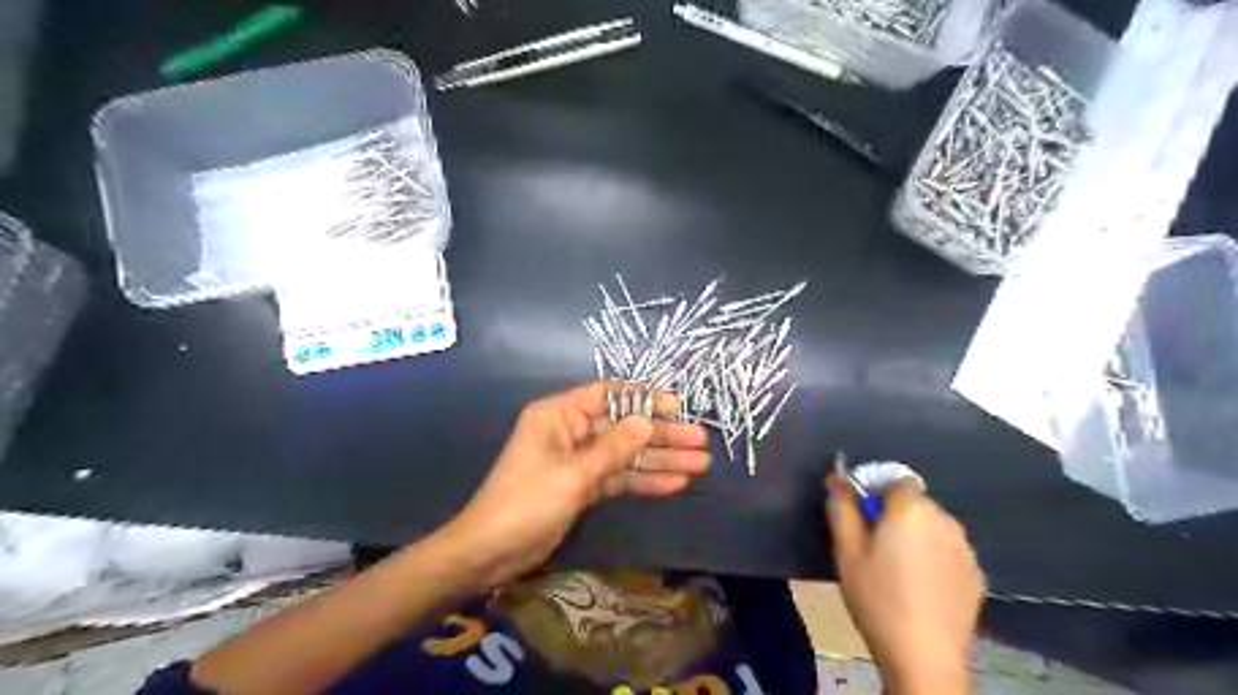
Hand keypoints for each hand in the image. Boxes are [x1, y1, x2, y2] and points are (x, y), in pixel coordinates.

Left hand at [436, 382, 704, 589]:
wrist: (490, 553)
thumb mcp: (573, 474)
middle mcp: (570, 431)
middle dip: (661, 436)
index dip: (644, 399)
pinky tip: (674, 484)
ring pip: (625, 455)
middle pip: (623, 427)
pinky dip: (643, 481)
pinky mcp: (581, 486)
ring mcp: (577, 460)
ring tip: (698, 466)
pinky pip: (617, 478)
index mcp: (559, 415)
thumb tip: (648, 420)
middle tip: (700, 443)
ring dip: (659, 460)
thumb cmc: (526, 503)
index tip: (678, 406)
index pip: (608, 395)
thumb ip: (613, 448)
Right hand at [825, 467, 982, 693]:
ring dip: (915, 533)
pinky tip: (920, 585)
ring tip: (896, 567)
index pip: (894, 477)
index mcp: (911, 508)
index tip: (860, 514)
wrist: (925, 658)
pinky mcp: (977, 574)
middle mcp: (945, 519)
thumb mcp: (846, 551)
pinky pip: (948, 550)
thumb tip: (836, 476)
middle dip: (894, 513)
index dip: (875, 489)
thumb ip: (841, 508)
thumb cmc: (877, 598)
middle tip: (872, 544)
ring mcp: (965, 548)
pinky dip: (933, 556)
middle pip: (915, 501)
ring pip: (933, 525)